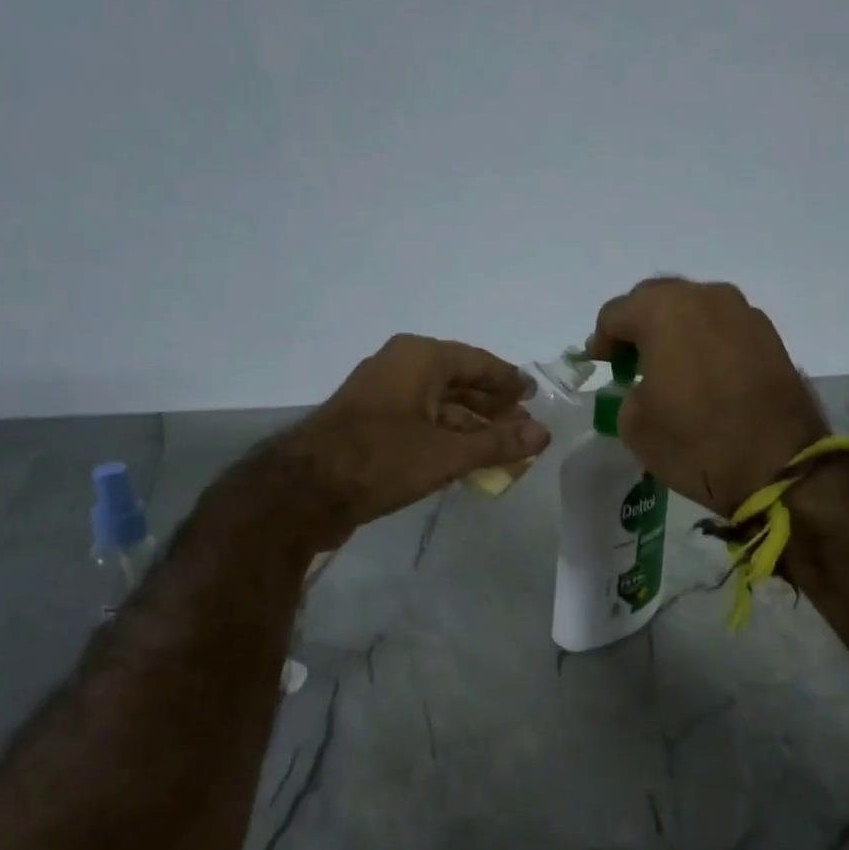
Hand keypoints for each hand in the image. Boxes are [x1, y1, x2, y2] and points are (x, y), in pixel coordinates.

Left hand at [274, 335, 549, 541]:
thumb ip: (498, 443)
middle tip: (523, 425)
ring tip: (502, 447)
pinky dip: (446, 437)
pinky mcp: (369, 425)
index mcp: (419, 358)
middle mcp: (399, 367)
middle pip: (458, 381)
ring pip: (439, 404)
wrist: (304, 491)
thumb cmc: (381, 459)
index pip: (477, 361)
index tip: (533, 395)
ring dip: (471, 425)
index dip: (508, 380)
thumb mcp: (447, 453)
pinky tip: (465, 459)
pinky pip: (420, 422)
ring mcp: (381, 396)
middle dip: (492, 405)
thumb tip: (544, 434)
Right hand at [590, 278, 826, 514]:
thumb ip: (627, 391)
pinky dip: (707, 342)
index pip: (616, 313)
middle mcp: (705, 298)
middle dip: (639, 326)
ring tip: (671, 366)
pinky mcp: (770, 336)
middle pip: (657, 299)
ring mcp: (744, 313)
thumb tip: (643, 385)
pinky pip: (724, 327)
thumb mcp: (635, 425)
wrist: (777, 466)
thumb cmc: (695, 443)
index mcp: (663, 312)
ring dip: (676, 330)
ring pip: (695, 308)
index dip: (602, 340)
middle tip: (631, 361)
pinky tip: (705, 374)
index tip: (603, 366)